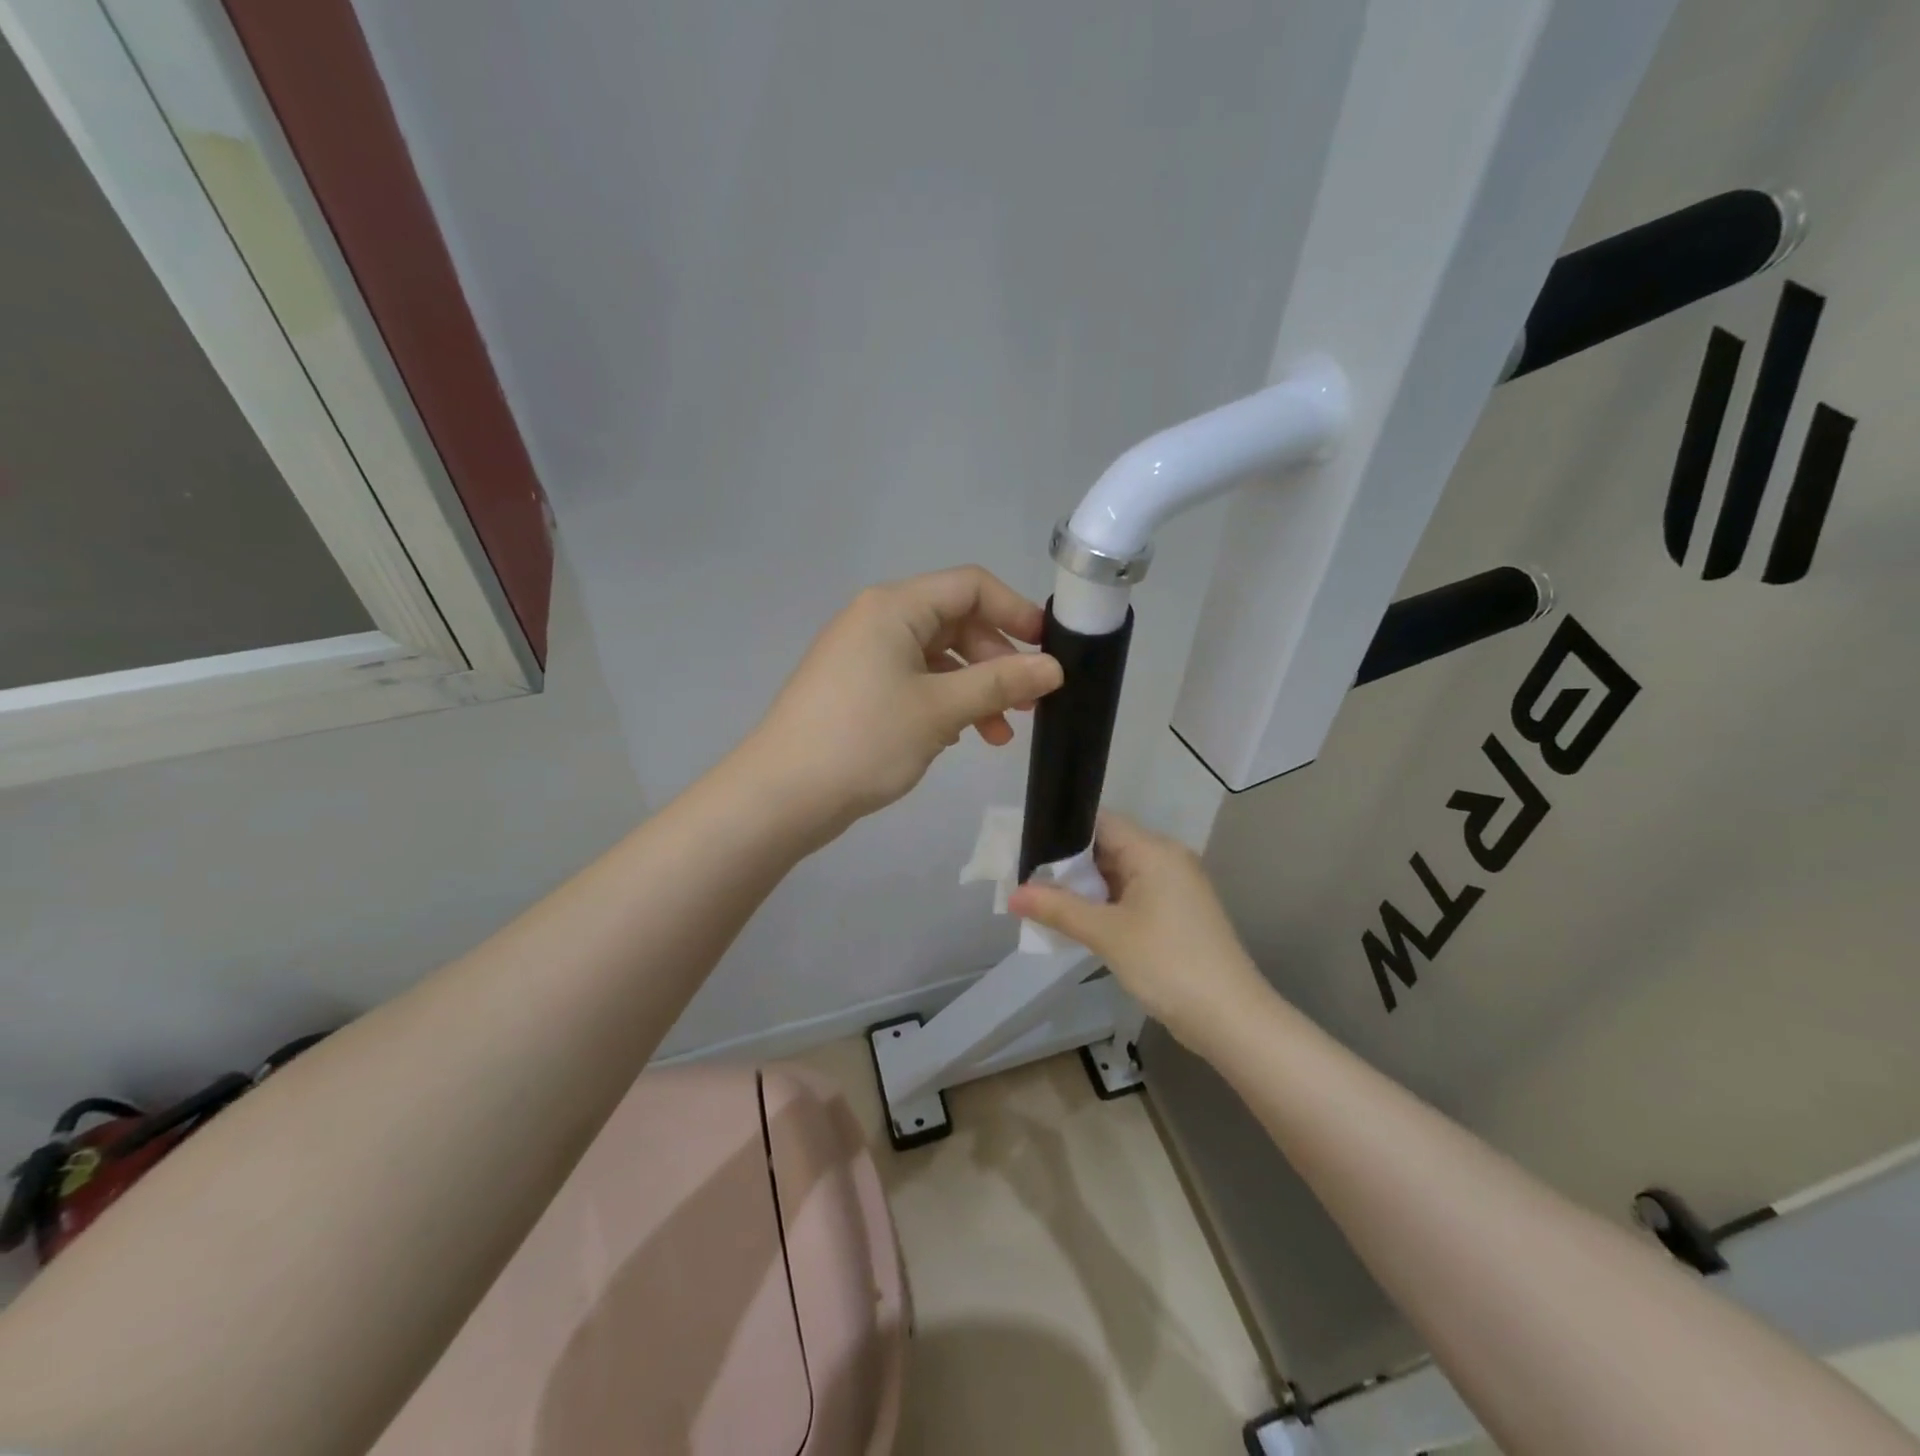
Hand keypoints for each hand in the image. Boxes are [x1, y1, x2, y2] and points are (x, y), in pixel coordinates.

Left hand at [742, 566, 1064, 837]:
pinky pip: (913, 683)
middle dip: (997, 661)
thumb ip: (1000, 683)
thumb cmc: (864, 740)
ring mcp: (863, 657)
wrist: (782, 794)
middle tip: (1027, 703)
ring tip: (998, 736)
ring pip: (936, 659)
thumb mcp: (940, 709)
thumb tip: (1053, 667)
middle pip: (955, 622)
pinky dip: (943, 704)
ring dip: (974, 690)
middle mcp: (877, 621)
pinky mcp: (856, 690)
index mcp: (894, 608)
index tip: (1049, 650)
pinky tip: (957, 738)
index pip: (970, 586)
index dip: (1015, 611)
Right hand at [1008, 812, 1268, 1046]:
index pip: (1100, 822)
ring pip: (1119, 873)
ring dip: (1086, 888)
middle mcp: (1167, 859)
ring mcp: (1176, 887)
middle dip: (1069, 864)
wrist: (1231, 1017)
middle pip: (1108, 846)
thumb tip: (1013, 895)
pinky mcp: (1178, 913)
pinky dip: (1106, 904)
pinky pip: (1133, 895)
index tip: (1028, 847)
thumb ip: (1058, 909)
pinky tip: (1078, 921)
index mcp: (1154, 850)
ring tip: (1044, 899)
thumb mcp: (1107, 934)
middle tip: (1028, 877)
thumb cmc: (1167, 964)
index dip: (1062, 832)